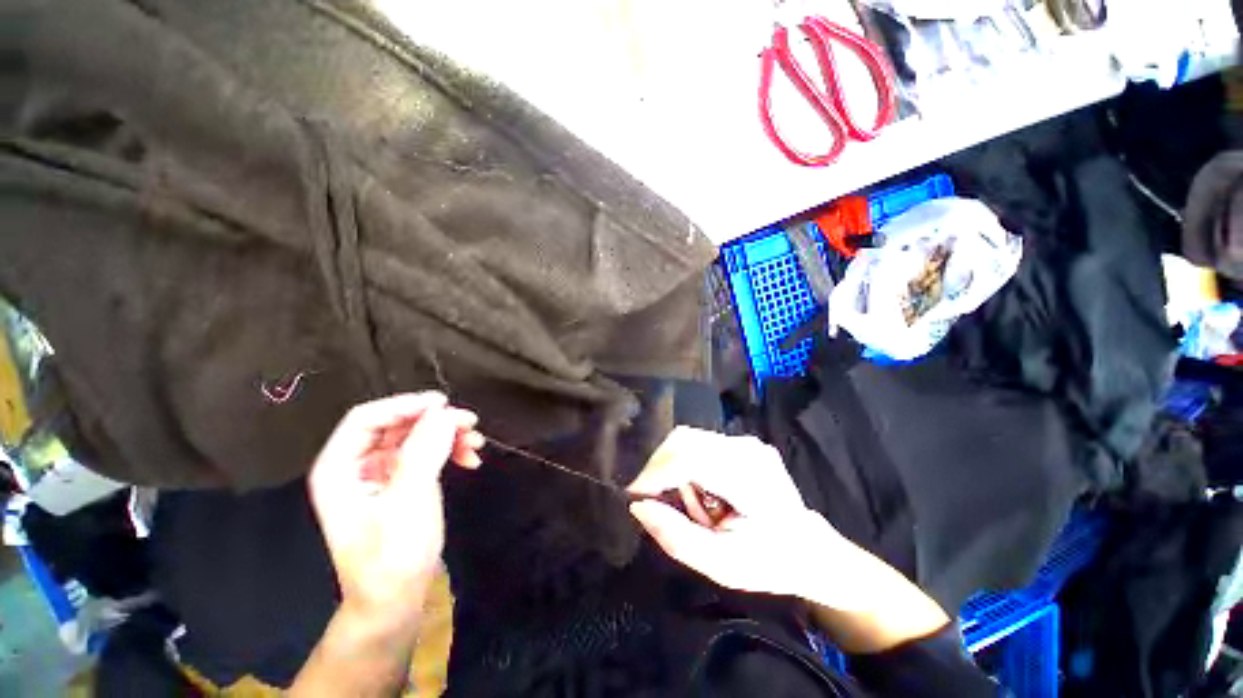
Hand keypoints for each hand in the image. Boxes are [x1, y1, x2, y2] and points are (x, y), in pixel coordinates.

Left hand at [308, 392, 483, 624]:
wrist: (395, 601)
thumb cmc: (393, 557)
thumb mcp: (408, 502)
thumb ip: (424, 452)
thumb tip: (444, 413)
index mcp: (340, 468)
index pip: (367, 418)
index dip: (405, 405)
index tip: (443, 404)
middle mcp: (356, 466)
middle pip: (396, 425)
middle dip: (435, 421)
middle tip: (470, 422)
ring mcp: (380, 475)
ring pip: (415, 437)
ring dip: (447, 435)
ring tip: (476, 442)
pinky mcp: (401, 484)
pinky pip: (426, 455)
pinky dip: (449, 452)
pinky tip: (470, 459)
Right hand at [627, 426, 853, 598]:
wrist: (810, 548)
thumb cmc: (770, 562)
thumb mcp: (722, 565)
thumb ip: (676, 537)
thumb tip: (638, 507)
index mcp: (748, 476)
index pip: (688, 458)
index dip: (655, 473)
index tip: (636, 497)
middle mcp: (746, 448)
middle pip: (683, 440)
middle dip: (660, 469)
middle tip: (658, 503)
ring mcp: (745, 441)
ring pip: (687, 440)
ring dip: (673, 469)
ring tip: (691, 505)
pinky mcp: (741, 442)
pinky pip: (697, 444)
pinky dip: (686, 466)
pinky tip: (701, 493)